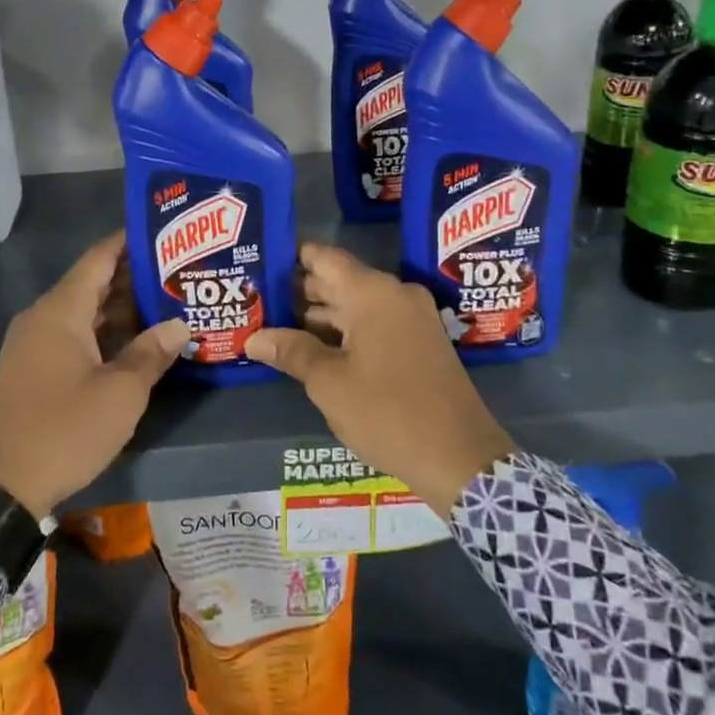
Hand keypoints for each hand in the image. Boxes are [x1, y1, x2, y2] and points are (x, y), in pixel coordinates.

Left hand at [0, 231, 186, 518]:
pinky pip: (72, 337)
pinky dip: (103, 334)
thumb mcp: (120, 393)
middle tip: (177, 273)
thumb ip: (151, 353)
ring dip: (120, 310)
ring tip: (166, 305)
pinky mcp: (31, 371)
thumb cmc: (64, 430)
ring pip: (83, 314)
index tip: (163, 231)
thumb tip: (179, 326)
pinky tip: (134, 344)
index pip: (99, 258)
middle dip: (133, 278)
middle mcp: (42, 318)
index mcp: (60, 311)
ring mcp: (33, 345)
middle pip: (92, 284)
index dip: (130, 241)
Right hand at [246, 243, 514, 512]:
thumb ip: (291, 352)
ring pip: (357, 304)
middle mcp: (395, 294)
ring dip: (321, 315)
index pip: (324, 257)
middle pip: (339, 280)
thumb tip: (254, 339)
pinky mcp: (421, 342)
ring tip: (277, 325)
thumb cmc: (387, 412)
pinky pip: (375, 323)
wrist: (460, 457)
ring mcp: (412, 318)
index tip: (262, 263)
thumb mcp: (329, 383)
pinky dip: (346, 331)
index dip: (292, 257)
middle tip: (258, 300)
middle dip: (300, 291)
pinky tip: (315, 348)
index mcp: (372, 292)